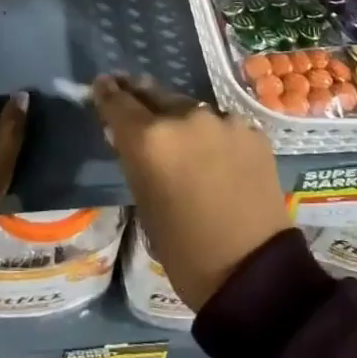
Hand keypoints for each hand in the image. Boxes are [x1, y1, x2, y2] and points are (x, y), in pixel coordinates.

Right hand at [91, 76, 289, 310]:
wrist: (254, 272)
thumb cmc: (185, 250)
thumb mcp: (145, 203)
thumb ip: (134, 159)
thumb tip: (126, 135)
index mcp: (150, 139)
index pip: (118, 102)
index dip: (107, 92)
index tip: (102, 85)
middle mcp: (185, 117)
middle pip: (155, 94)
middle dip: (141, 96)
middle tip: (132, 94)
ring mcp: (223, 120)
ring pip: (190, 109)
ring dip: (180, 118)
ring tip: (179, 136)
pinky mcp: (252, 131)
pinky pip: (222, 125)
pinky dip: (212, 135)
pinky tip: (215, 155)